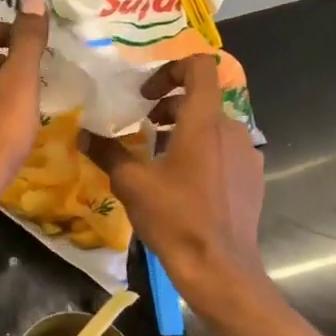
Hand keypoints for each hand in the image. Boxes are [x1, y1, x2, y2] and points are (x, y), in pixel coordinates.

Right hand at [84, 55, 269, 313]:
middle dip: (169, 106)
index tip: (147, 94)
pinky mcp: (252, 177)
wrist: (219, 268)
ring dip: (184, 131)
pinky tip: (183, 184)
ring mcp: (247, 154)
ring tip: (158, 157)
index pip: (200, 67)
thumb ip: (107, 152)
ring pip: (212, 126)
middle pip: (201, 99)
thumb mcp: (131, 184)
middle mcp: (232, 130)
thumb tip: (83, 133)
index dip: (171, 69)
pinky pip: (224, 150)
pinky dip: (202, 153)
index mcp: (204, 123)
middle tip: (142, 127)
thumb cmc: (175, 219)